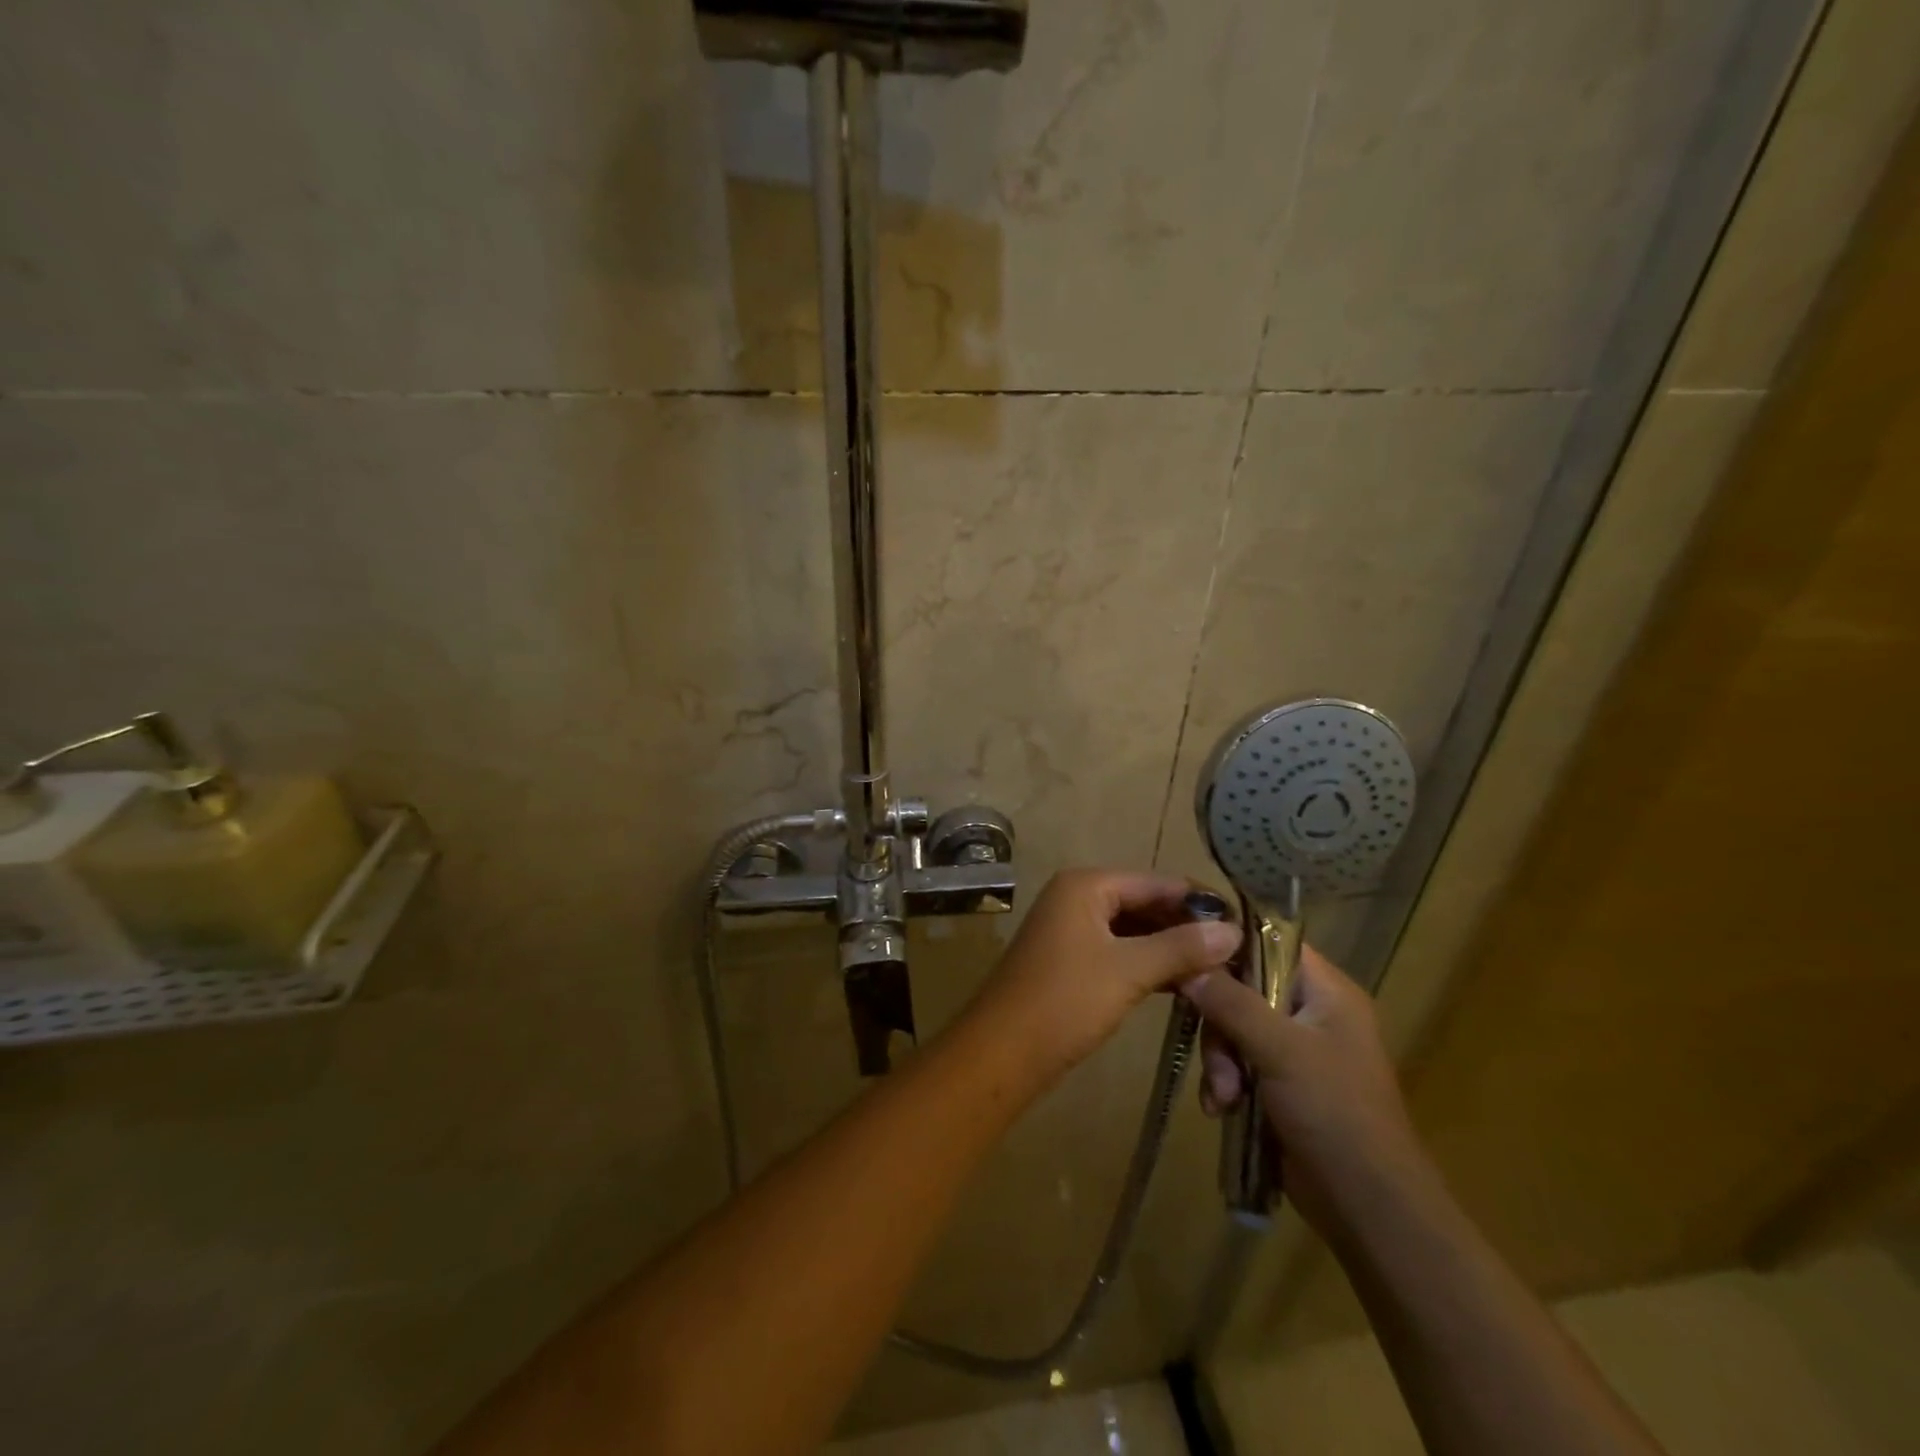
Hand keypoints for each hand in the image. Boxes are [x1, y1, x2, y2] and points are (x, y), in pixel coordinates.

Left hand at [970, 869, 1241, 1080]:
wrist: (1002, 1052)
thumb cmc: (1065, 1001)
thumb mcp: (1128, 971)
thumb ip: (1180, 947)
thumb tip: (1233, 931)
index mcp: (1086, 885)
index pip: (1156, 881)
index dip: (1199, 901)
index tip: (1245, 923)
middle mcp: (1077, 896)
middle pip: (1144, 902)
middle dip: (1186, 927)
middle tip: (1237, 952)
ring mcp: (1071, 929)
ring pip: (1133, 929)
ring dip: (1170, 948)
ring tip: (1220, 969)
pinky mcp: (1071, 960)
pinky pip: (1119, 950)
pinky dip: (1148, 964)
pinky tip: (1183, 983)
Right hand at [1181, 945, 1426, 1232]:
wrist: (1369, 1208)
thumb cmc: (1335, 1113)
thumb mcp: (1280, 1050)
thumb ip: (1232, 1002)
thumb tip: (1188, 966)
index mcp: (1327, 992)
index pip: (1271, 942)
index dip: (1229, 944)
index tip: (1189, 956)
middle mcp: (1312, 1013)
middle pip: (1243, 989)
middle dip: (1220, 1026)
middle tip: (1218, 1058)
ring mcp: (1296, 1050)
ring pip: (1234, 1028)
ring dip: (1220, 1061)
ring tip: (1223, 1097)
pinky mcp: (1281, 1084)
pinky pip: (1238, 1062)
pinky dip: (1225, 1082)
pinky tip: (1221, 1109)